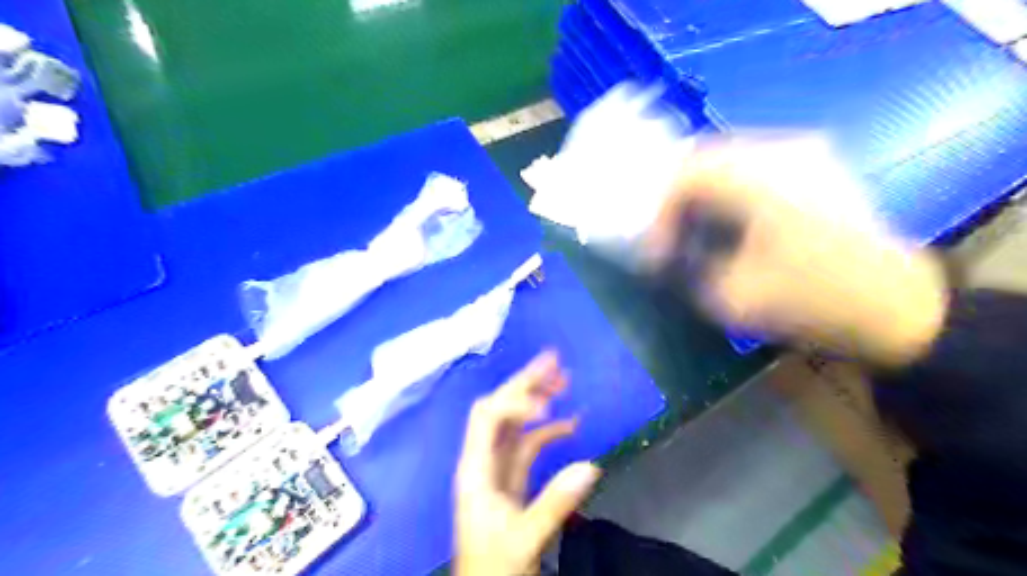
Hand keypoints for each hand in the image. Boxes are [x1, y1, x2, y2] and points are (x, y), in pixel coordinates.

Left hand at [453, 351, 599, 575]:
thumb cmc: (493, 568)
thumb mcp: (524, 538)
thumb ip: (555, 502)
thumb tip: (591, 465)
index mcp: (475, 468)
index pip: (487, 417)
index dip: (515, 402)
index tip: (548, 404)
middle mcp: (483, 459)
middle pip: (500, 410)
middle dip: (526, 384)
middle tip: (554, 360)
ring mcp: (497, 468)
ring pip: (516, 424)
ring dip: (538, 401)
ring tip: (564, 380)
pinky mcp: (511, 478)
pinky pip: (528, 445)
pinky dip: (548, 432)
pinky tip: (570, 424)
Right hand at [645, 138, 948, 366]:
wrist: (894, 305)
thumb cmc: (810, 300)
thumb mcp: (731, 295)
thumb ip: (688, 266)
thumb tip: (670, 251)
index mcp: (759, 180)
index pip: (685, 175)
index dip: (659, 212)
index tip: (656, 251)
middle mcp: (782, 151)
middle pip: (704, 155)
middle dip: (675, 196)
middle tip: (666, 231)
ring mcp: (805, 153)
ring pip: (727, 155)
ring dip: (700, 189)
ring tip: (691, 225)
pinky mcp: (817, 166)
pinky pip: (753, 163)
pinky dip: (727, 186)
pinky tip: (727, 216)